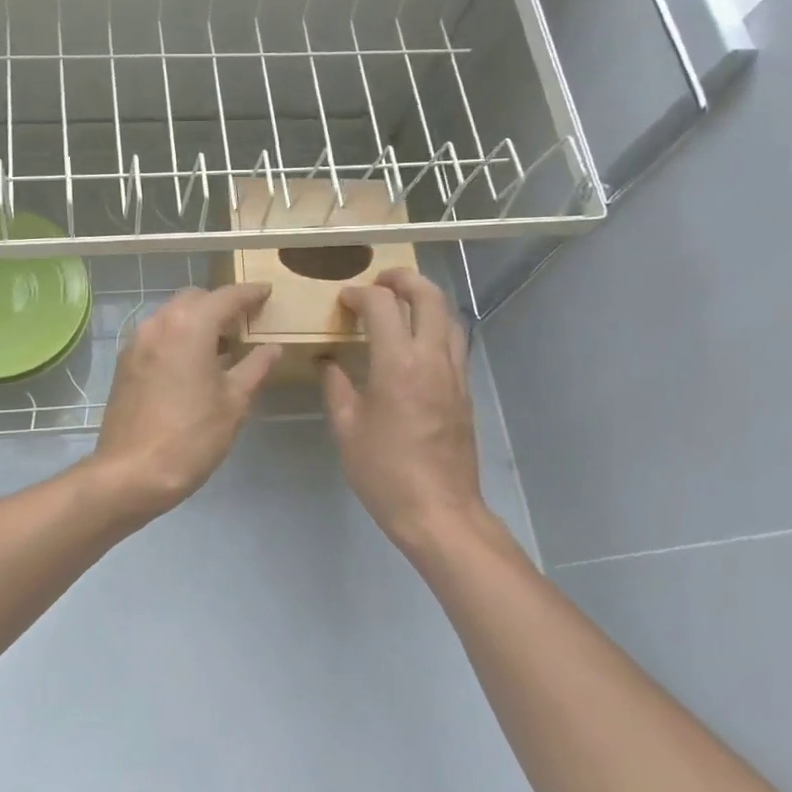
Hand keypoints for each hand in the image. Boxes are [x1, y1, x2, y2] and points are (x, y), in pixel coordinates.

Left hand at [91, 284, 282, 519]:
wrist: (132, 472)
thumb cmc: (192, 436)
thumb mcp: (234, 402)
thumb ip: (256, 367)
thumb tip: (273, 347)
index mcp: (190, 326)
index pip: (225, 296)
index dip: (249, 293)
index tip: (267, 292)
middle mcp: (159, 323)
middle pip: (195, 298)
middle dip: (221, 303)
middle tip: (246, 321)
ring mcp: (137, 342)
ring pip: (172, 314)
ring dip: (197, 319)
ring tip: (223, 343)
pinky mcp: (125, 363)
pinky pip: (157, 335)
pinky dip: (178, 336)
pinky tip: (193, 362)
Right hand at [322, 269, 494, 561]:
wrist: (439, 511)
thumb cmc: (384, 472)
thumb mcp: (347, 429)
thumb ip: (336, 387)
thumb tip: (327, 361)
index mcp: (397, 365)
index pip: (383, 306)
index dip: (361, 294)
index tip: (344, 299)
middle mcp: (432, 360)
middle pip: (430, 297)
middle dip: (405, 280)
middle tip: (381, 281)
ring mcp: (454, 375)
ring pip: (450, 318)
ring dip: (427, 301)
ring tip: (402, 306)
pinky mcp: (464, 393)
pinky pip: (454, 344)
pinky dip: (436, 328)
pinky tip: (415, 345)